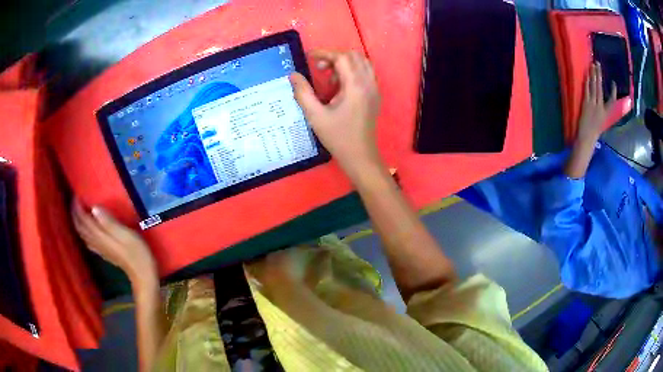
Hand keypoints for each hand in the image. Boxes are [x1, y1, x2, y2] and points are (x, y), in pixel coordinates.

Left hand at [71, 200, 155, 280]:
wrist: (142, 274)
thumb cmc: (137, 252)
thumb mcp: (126, 235)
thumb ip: (109, 222)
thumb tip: (94, 208)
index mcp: (100, 235)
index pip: (83, 218)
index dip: (78, 206)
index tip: (77, 194)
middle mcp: (96, 241)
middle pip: (80, 226)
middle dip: (75, 213)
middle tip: (75, 200)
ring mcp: (99, 248)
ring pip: (82, 234)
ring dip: (77, 222)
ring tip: (78, 211)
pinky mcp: (103, 252)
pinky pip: (87, 240)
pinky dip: (83, 232)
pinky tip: (86, 229)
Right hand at [290, 50, 381, 176]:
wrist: (360, 156)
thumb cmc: (338, 137)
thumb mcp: (315, 116)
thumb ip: (303, 93)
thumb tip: (293, 75)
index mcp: (355, 86)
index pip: (342, 57)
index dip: (324, 53)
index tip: (309, 57)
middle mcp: (368, 83)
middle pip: (354, 56)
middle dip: (334, 57)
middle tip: (319, 68)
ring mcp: (374, 89)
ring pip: (362, 63)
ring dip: (344, 64)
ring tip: (329, 79)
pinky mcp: (375, 96)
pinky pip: (365, 74)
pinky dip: (352, 72)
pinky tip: (340, 88)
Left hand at [577, 62, 616, 142]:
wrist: (587, 137)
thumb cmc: (594, 131)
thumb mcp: (602, 122)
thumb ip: (602, 112)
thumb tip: (601, 103)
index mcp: (606, 113)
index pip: (612, 102)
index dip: (613, 92)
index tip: (614, 83)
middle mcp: (600, 107)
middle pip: (600, 88)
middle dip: (599, 75)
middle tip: (598, 63)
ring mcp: (593, 104)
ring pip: (594, 86)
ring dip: (593, 74)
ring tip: (593, 65)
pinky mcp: (586, 103)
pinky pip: (587, 90)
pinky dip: (587, 82)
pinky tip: (587, 74)